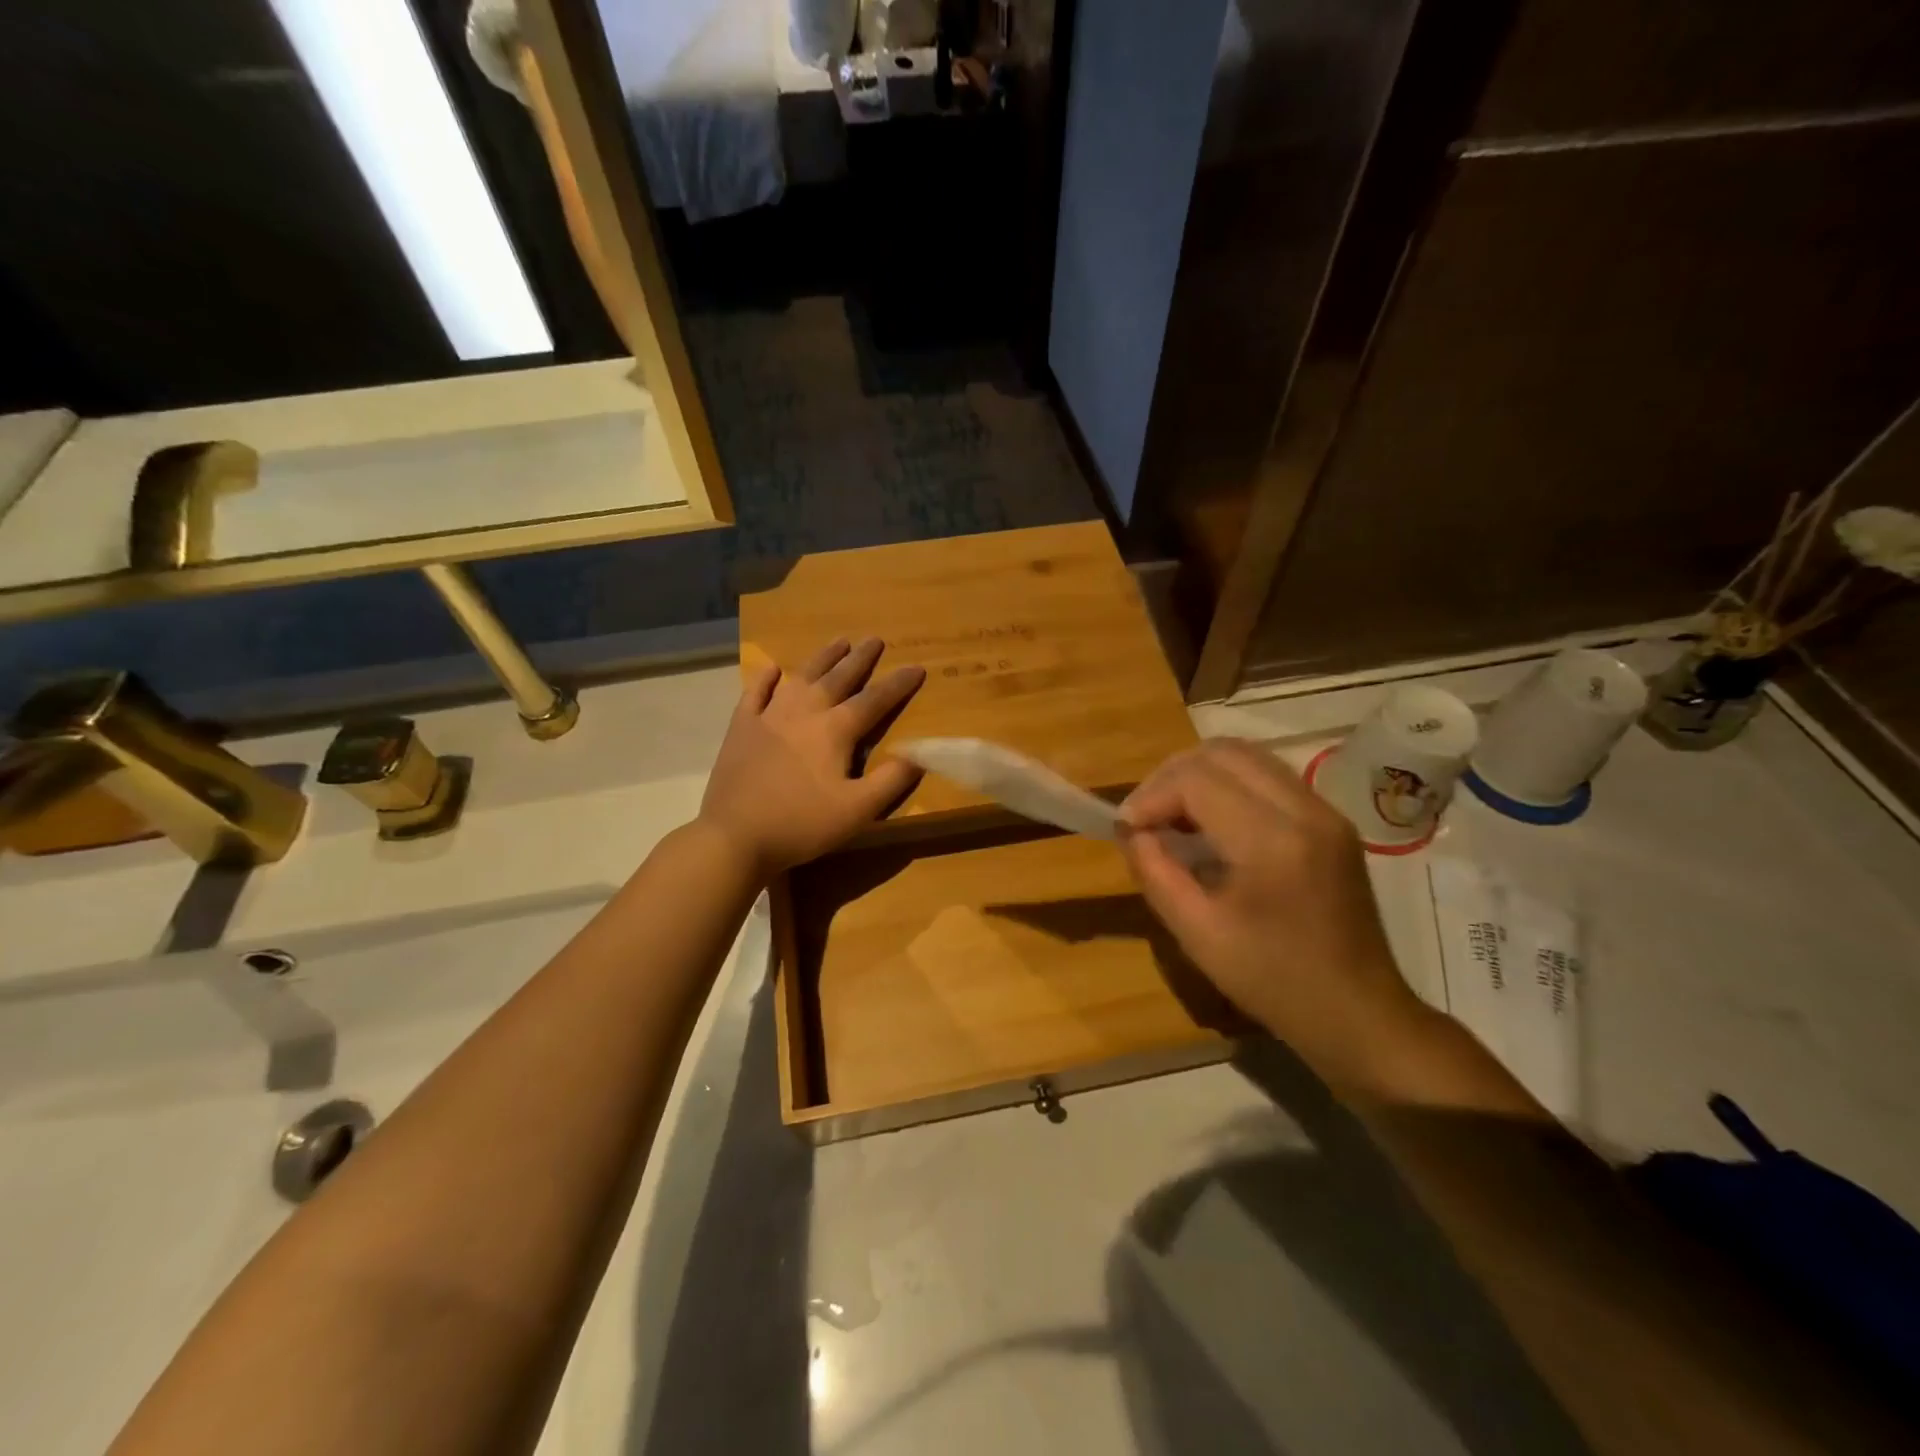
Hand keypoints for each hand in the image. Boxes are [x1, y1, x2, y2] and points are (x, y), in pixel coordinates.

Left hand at [699, 638, 925, 876]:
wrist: (735, 835)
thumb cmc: (802, 824)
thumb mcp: (857, 811)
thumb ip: (890, 781)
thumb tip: (918, 754)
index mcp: (835, 730)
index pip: (874, 700)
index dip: (898, 684)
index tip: (917, 667)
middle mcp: (804, 712)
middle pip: (838, 678)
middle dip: (860, 659)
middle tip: (875, 639)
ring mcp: (769, 716)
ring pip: (801, 677)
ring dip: (822, 658)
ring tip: (838, 642)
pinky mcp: (741, 728)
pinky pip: (755, 693)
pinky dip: (765, 679)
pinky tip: (773, 669)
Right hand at [1119, 739, 1431, 1087]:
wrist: (1358, 1014)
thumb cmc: (1274, 982)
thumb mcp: (1197, 934)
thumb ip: (1155, 872)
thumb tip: (1130, 830)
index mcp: (1272, 842)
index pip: (1196, 780)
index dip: (1151, 796)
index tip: (1127, 829)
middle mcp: (1305, 810)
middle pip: (1223, 752)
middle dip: (1171, 775)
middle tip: (1146, 816)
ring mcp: (1325, 811)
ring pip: (1248, 756)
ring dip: (1200, 775)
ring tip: (1173, 815)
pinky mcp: (1332, 820)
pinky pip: (1269, 776)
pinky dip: (1229, 785)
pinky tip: (1212, 823)